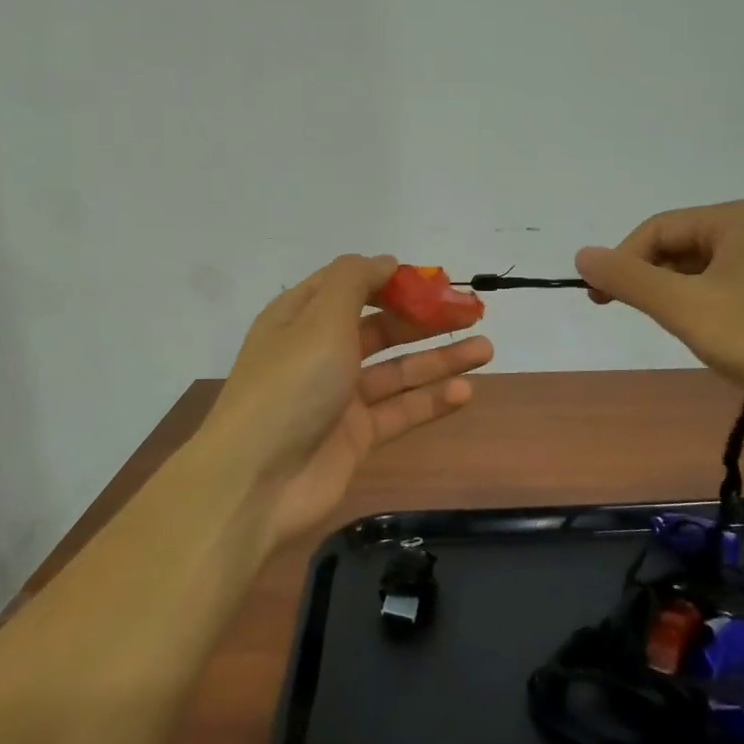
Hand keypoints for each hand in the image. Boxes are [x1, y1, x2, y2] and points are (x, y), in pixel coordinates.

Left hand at [200, 255, 493, 550]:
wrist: (258, 482)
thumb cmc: (290, 386)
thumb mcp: (319, 318)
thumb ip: (354, 281)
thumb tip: (385, 261)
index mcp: (301, 317)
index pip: (350, 286)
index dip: (391, 279)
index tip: (434, 280)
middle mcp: (320, 352)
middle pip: (381, 327)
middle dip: (426, 318)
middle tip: (474, 311)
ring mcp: (339, 396)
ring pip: (397, 369)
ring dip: (440, 358)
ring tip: (486, 348)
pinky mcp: (356, 436)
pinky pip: (400, 411)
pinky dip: (431, 400)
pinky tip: (465, 392)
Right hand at [576, 200, 743, 420]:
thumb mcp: (687, 309)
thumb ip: (630, 280)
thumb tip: (581, 254)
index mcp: (734, 218)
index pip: (655, 230)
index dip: (622, 263)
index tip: (601, 303)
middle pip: (676, 245)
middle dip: (651, 281)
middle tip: (643, 320)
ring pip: (698, 268)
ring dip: (676, 296)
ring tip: (683, 330)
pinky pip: (722, 283)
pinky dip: (703, 304)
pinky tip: (712, 334)